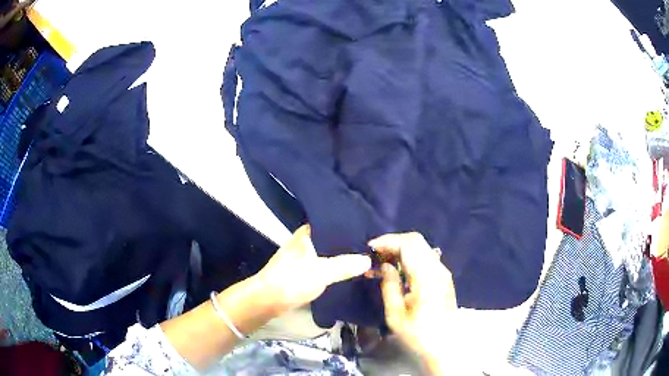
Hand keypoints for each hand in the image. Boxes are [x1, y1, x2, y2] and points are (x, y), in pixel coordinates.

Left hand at [256, 225, 370, 314]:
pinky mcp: (305, 272)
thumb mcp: (321, 272)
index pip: (335, 224)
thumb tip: (369, 260)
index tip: (373, 232)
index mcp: (308, 233)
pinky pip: (327, 266)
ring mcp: (305, 257)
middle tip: (374, 248)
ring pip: (331, 254)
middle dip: (352, 245)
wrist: (268, 300)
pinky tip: (352, 272)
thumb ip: (345, 265)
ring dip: (345, 258)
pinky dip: (338, 269)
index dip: (353, 228)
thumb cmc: (291, 280)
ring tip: (368, 258)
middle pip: (334, 240)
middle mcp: (307, 241)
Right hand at [369, 232, 456, 373]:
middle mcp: (437, 268)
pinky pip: (425, 259)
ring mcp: (442, 272)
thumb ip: (389, 285)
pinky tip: (398, 272)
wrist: (445, 346)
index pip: (408, 243)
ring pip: (421, 249)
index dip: (387, 241)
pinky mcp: (443, 279)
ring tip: (382, 264)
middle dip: (393, 243)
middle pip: (416, 241)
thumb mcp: (395, 314)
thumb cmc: (418, 333)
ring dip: (401, 251)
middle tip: (374, 256)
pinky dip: (409, 259)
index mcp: (426, 275)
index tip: (369, 248)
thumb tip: (384, 265)